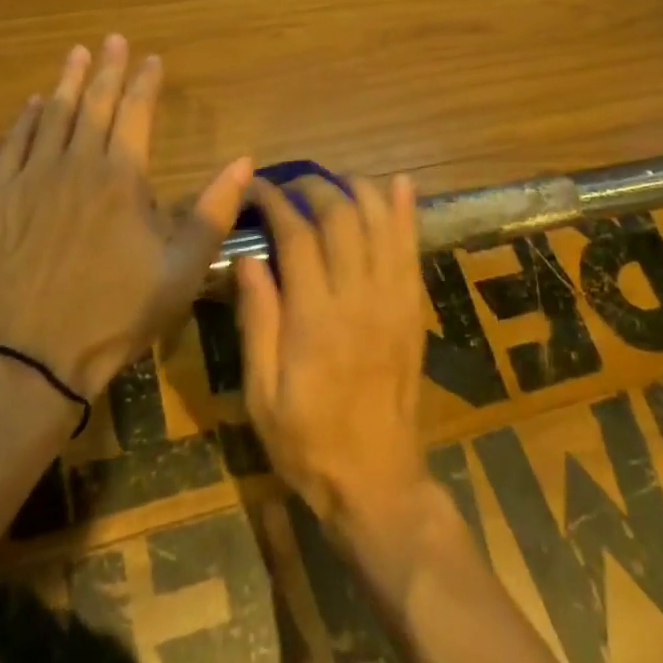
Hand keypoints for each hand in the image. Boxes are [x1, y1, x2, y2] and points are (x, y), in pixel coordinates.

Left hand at [0, 36, 251, 400]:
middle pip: (94, 104)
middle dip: (108, 69)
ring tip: (77, 54)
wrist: (26, 360)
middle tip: (113, 39)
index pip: (136, 113)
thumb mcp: (181, 272)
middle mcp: (75, 165)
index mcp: (121, 178)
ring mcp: (30, 180)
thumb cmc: (113, 316)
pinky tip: (31, 105)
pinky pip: (12, 146)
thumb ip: (213, 212)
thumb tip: (243, 161)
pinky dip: (24, 121)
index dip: (146, 82)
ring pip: (51, 116)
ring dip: (67, 83)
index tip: (153, 59)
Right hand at [236, 174, 432, 544]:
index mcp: (315, 318)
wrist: (378, 480)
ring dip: (357, 190)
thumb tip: (249, 257)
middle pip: (342, 217)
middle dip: (314, 187)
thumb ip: (257, 320)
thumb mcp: (262, 393)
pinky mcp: (413, 308)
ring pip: (381, 222)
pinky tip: (398, 183)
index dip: (275, 202)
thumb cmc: (308, 442)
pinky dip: (406, 212)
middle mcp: (359, 298)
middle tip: (290, 184)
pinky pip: (412, 248)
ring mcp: (394, 300)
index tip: (257, 188)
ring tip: (332, 181)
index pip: (296, 236)